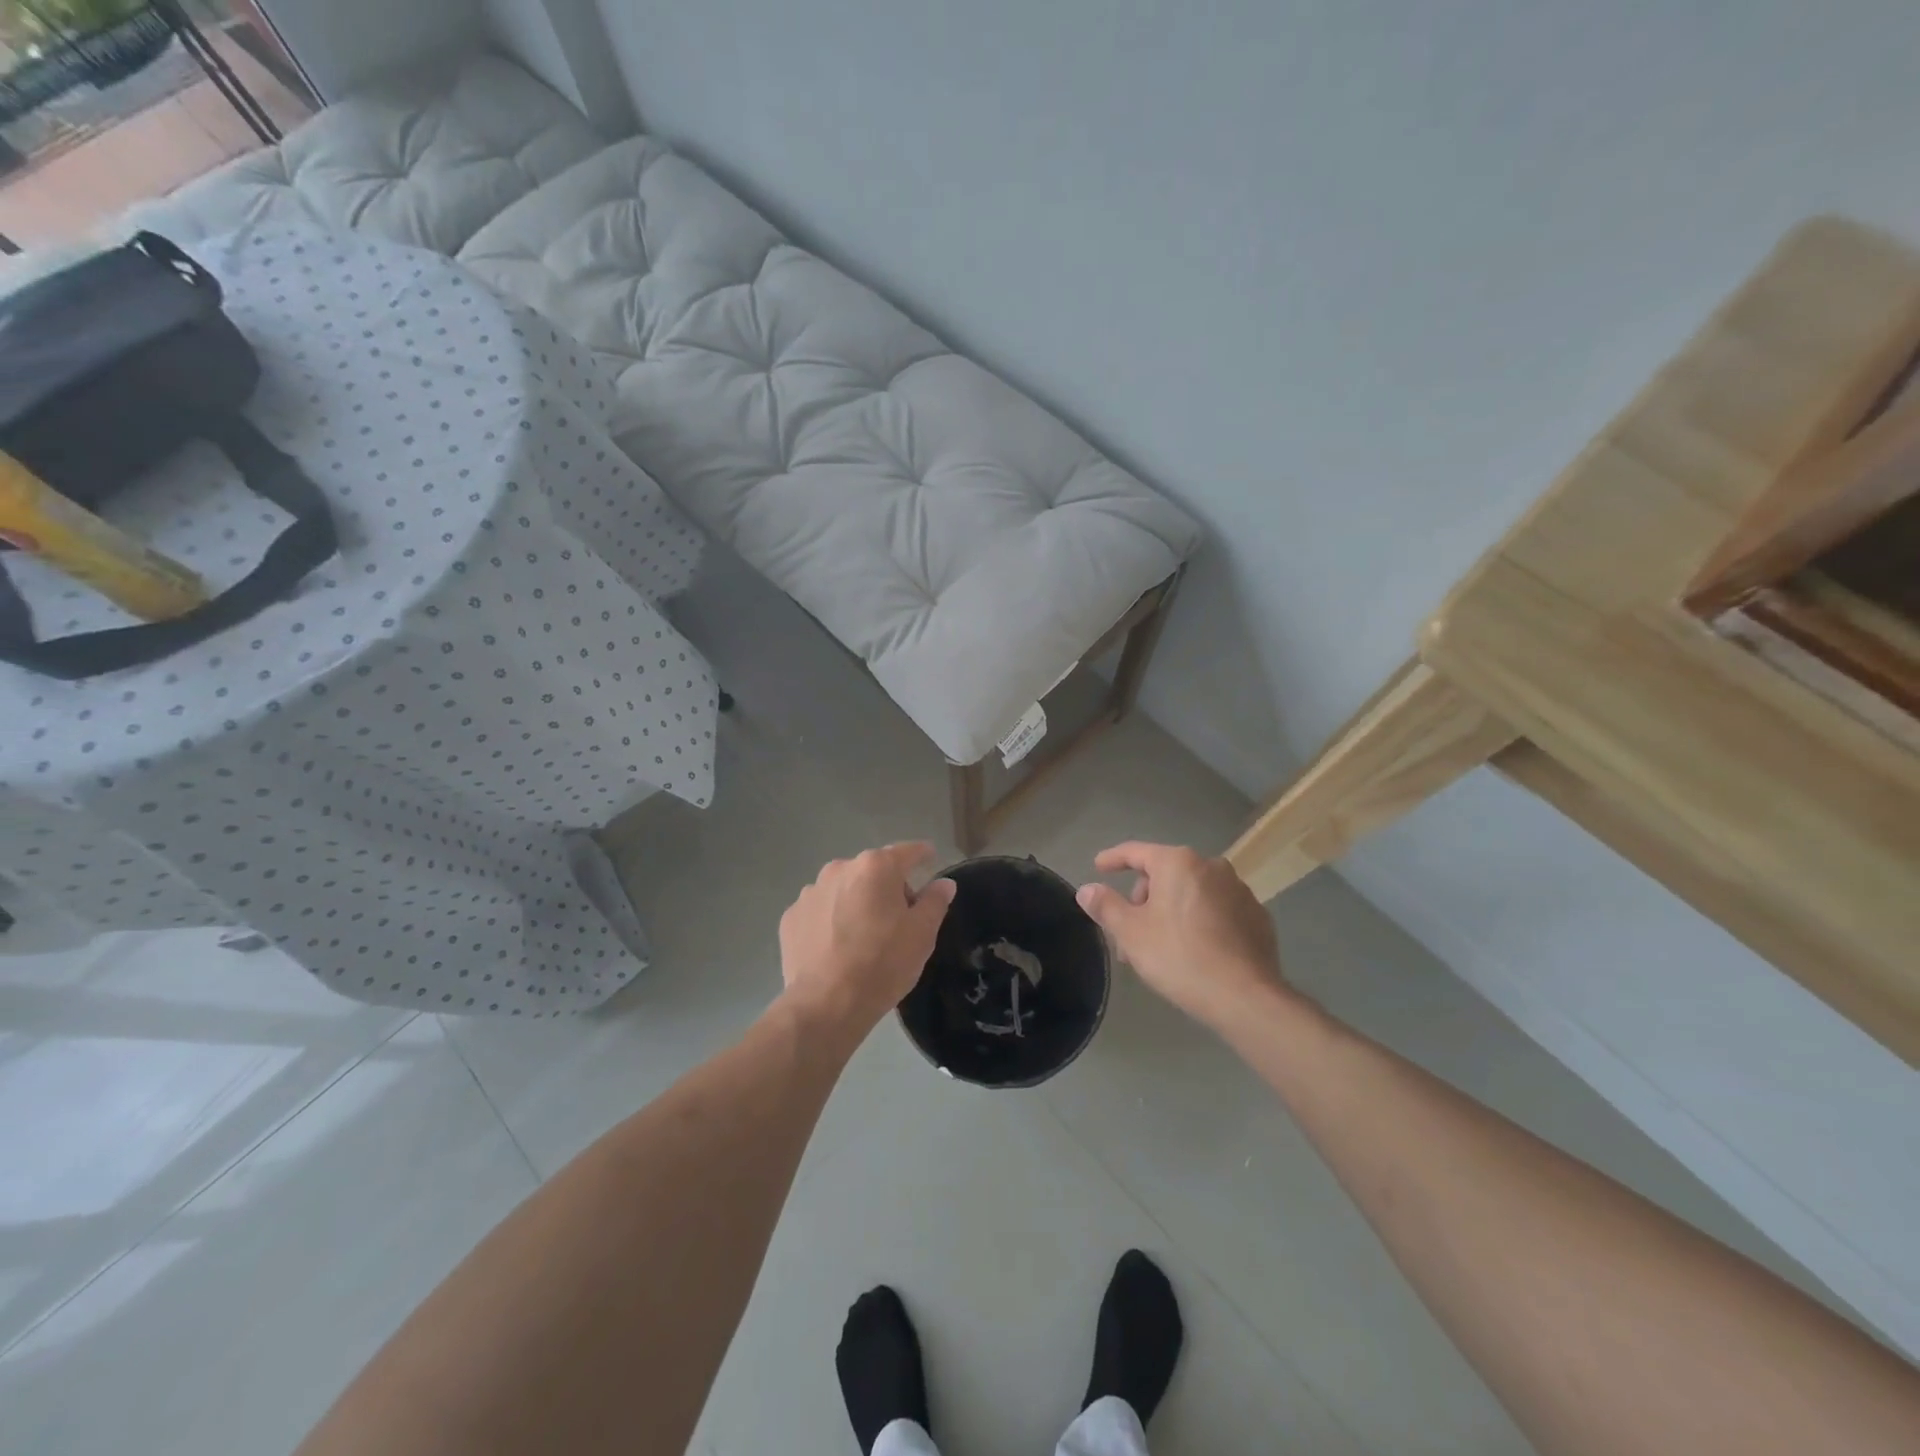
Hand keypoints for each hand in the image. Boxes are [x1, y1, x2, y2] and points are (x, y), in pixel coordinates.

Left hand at [779, 842, 955, 1032]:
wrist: (826, 1004)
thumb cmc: (883, 963)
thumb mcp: (922, 934)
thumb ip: (935, 901)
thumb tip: (944, 883)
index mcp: (876, 867)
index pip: (907, 852)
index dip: (922, 854)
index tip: (930, 857)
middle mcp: (840, 869)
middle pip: (873, 871)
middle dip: (887, 887)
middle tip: (899, 918)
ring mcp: (810, 892)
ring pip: (844, 889)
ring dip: (856, 902)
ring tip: (863, 936)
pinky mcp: (791, 917)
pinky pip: (820, 911)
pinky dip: (830, 920)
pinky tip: (836, 947)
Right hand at [1076, 842, 1282, 1030]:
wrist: (1245, 997)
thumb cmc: (1180, 957)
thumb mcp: (1131, 933)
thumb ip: (1106, 906)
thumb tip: (1086, 889)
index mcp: (1178, 863)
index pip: (1136, 852)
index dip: (1113, 859)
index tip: (1099, 866)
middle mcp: (1211, 867)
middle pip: (1165, 873)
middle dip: (1144, 898)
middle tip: (1130, 932)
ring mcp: (1239, 891)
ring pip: (1192, 892)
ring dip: (1171, 910)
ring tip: (1160, 945)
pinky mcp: (1256, 916)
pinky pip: (1217, 909)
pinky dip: (1200, 920)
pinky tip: (1195, 949)